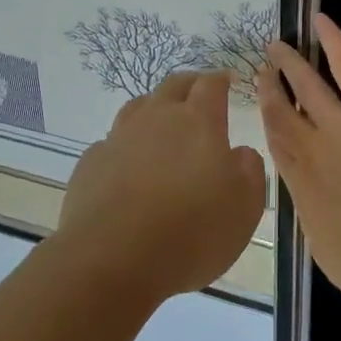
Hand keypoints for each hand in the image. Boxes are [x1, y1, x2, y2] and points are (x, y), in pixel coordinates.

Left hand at [54, 71, 266, 301]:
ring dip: (155, 109)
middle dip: (190, 85)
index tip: (228, 81)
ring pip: (139, 107)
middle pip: (173, 85)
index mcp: (198, 122)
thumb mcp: (244, 208)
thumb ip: (249, 172)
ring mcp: (119, 138)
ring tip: (164, 124)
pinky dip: (126, 145)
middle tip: (200, 94)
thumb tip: (241, 152)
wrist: (111, 259)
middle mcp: (157, 119)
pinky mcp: (92, 163)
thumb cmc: (190, 233)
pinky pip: (113, 142)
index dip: (221, 80)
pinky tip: (129, 166)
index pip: (211, 85)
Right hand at [258, 15, 340, 307]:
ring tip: (277, 46)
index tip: (264, 107)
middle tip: (261, 70)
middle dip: (270, 90)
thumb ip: (321, 221)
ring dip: (291, 65)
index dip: (269, 123)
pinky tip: (320, 21)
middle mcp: (309, 149)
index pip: (279, 146)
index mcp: (300, 186)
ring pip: (307, 86)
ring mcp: (337, 124)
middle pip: (282, 112)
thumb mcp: (329, 247)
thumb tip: (323, 214)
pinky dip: (333, 41)